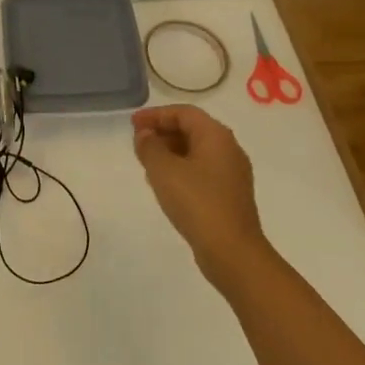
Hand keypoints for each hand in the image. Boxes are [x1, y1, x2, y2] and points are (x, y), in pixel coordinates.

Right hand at [131, 105, 266, 282]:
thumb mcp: (163, 170)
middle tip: (138, 142)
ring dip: (170, 151)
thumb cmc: (197, 202)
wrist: (232, 251)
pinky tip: (165, 184)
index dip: (156, 114)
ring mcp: (232, 174)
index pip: (184, 113)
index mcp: (216, 136)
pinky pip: (202, 170)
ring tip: (147, 163)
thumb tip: (146, 135)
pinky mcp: (230, 195)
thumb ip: (150, 146)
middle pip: (192, 129)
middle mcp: (229, 149)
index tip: (133, 124)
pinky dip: (181, 169)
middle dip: (163, 131)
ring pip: (197, 151)